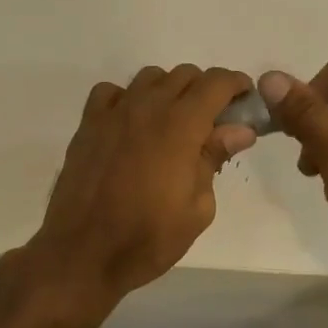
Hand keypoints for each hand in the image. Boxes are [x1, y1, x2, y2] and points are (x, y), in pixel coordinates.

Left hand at [27, 65, 257, 309]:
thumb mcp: (197, 208)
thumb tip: (239, 129)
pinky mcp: (88, 125)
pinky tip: (131, 125)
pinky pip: (111, 92)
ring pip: (149, 78)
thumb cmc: (148, 238)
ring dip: (168, 91)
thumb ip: (215, 159)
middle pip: (184, 75)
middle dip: (205, 90)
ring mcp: (113, 113)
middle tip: (212, 122)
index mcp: (181, 126)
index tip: (245, 101)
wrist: (83, 253)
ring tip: (172, 123)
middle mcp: (147, 108)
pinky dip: (127, 99)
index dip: (236, 84)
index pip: (215, 82)